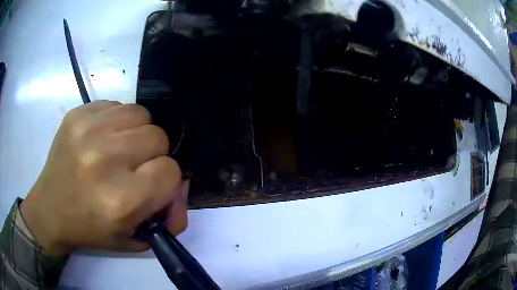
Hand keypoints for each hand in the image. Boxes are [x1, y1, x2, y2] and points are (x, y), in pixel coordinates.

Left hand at [20, 101, 187, 255]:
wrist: (50, 211)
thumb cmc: (92, 230)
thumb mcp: (136, 239)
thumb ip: (171, 218)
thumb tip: (181, 186)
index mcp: (121, 200)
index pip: (170, 171)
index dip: (166, 180)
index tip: (151, 185)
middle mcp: (104, 159)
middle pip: (158, 136)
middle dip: (153, 154)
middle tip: (134, 167)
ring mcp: (87, 131)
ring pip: (140, 113)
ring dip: (136, 133)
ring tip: (119, 149)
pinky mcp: (76, 114)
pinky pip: (116, 105)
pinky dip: (117, 120)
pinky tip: (102, 138)